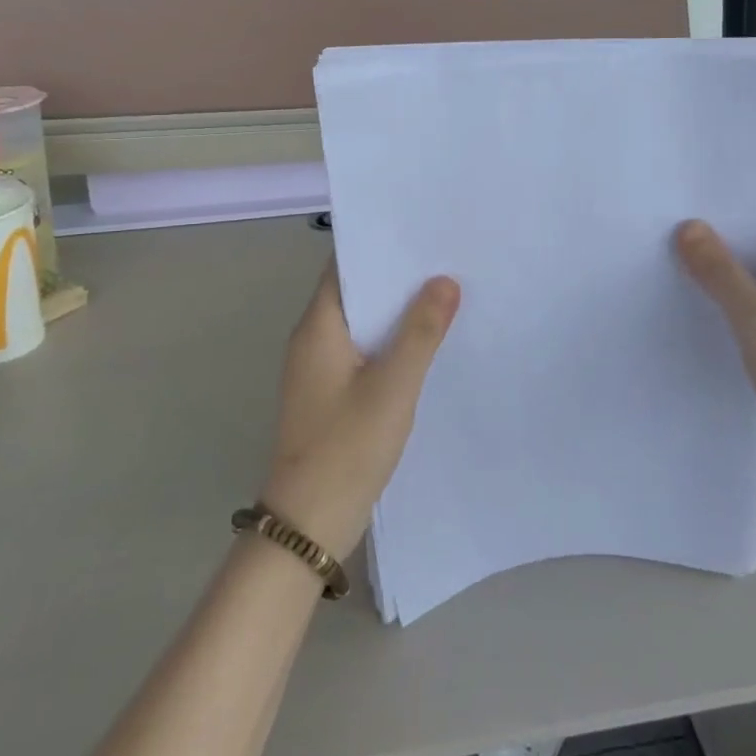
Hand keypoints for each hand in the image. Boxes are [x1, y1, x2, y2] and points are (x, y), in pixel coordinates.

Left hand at [260, 265, 460, 558]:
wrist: (309, 524)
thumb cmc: (348, 447)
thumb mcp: (393, 386)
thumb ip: (420, 332)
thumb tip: (444, 281)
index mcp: (318, 328)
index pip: (345, 266)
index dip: (380, 246)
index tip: (421, 231)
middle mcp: (313, 340)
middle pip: (356, 292)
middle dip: (397, 277)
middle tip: (446, 258)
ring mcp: (320, 369)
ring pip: (363, 324)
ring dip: (397, 311)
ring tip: (446, 292)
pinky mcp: (331, 394)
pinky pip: (364, 351)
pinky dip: (392, 341)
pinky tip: (426, 343)